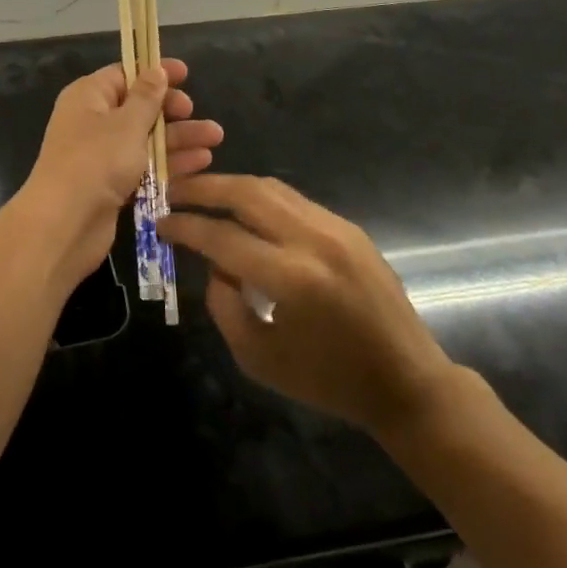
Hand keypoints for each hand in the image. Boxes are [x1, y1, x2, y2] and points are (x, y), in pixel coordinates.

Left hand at [1, 59, 222, 295]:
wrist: (64, 224)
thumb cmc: (96, 161)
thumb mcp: (127, 123)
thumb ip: (146, 97)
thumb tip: (155, 70)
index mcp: (88, 97)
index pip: (124, 75)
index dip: (154, 72)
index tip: (185, 73)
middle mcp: (92, 121)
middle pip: (138, 107)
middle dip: (171, 110)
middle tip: (195, 112)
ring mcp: (101, 155)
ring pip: (145, 138)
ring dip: (178, 138)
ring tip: (215, 139)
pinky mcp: (111, 184)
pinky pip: (144, 166)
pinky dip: (168, 163)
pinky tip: (200, 163)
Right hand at [160, 175, 458, 438]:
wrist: (406, 381)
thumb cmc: (328, 380)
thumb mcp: (258, 358)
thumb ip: (224, 306)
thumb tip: (215, 264)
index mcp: (291, 278)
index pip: (222, 237)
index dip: (186, 227)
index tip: (160, 223)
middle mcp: (313, 240)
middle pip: (246, 193)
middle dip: (204, 188)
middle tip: (174, 191)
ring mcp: (335, 227)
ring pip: (271, 188)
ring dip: (231, 186)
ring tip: (203, 194)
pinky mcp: (349, 227)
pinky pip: (294, 200)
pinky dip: (261, 198)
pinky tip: (244, 210)